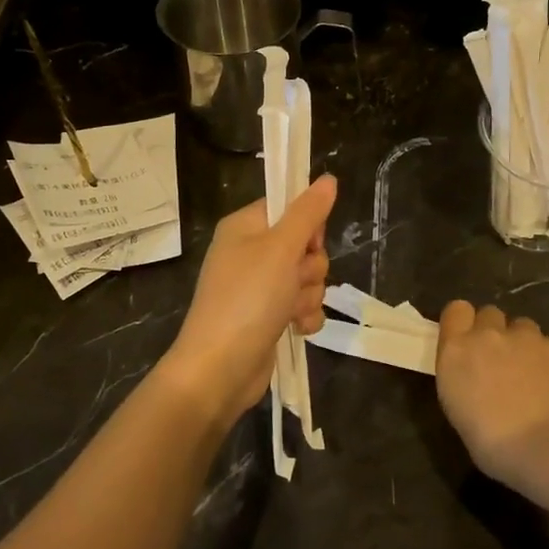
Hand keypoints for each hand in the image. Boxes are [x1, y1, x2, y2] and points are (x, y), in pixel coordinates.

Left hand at [161, 175, 336, 427]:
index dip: (307, 225)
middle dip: (310, 267)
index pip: (289, 207)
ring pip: (308, 278)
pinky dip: (304, 317)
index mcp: (245, 228)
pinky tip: (295, 328)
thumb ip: (308, 213)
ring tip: (289, 310)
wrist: (220, 369)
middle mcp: (250, 253)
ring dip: (307, 295)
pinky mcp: (269, 317)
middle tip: (293, 280)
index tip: (308, 242)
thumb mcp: (280, 248)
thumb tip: (328, 179)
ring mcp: (259, 288)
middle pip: (304, 245)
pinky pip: (303, 306)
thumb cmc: (247, 299)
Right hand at [435, 302, 548, 491]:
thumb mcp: (458, 409)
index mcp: (457, 351)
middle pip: (490, 314)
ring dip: (524, 344)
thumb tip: (476, 374)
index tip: (468, 340)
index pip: (456, 310)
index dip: (464, 322)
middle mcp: (489, 335)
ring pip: (523, 327)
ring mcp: (527, 336)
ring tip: (533, 376)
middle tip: (501, 363)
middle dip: (494, 332)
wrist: (548, 447)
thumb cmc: (492, 443)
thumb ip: (464, 376)